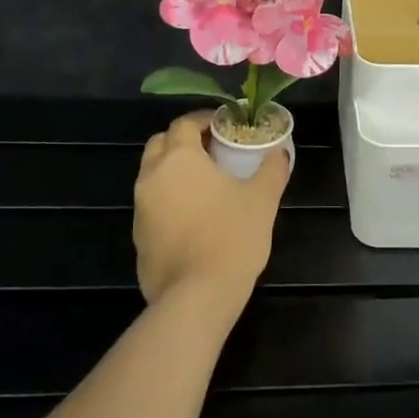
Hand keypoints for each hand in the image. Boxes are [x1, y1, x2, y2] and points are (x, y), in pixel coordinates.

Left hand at [133, 110, 287, 314]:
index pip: (184, 123)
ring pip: (153, 176)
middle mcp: (151, 177)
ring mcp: (140, 209)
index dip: (204, 120)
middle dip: (183, 141)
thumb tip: (279, 153)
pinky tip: (195, 217)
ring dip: (174, 171)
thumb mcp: (262, 198)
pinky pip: (152, 206)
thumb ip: (271, 169)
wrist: (197, 296)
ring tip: (206, 184)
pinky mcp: (138, 238)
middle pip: (160, 144)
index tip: (225, 126)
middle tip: (213, 151)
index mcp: (179, 159)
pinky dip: (169, 200)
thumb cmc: (231, 236)